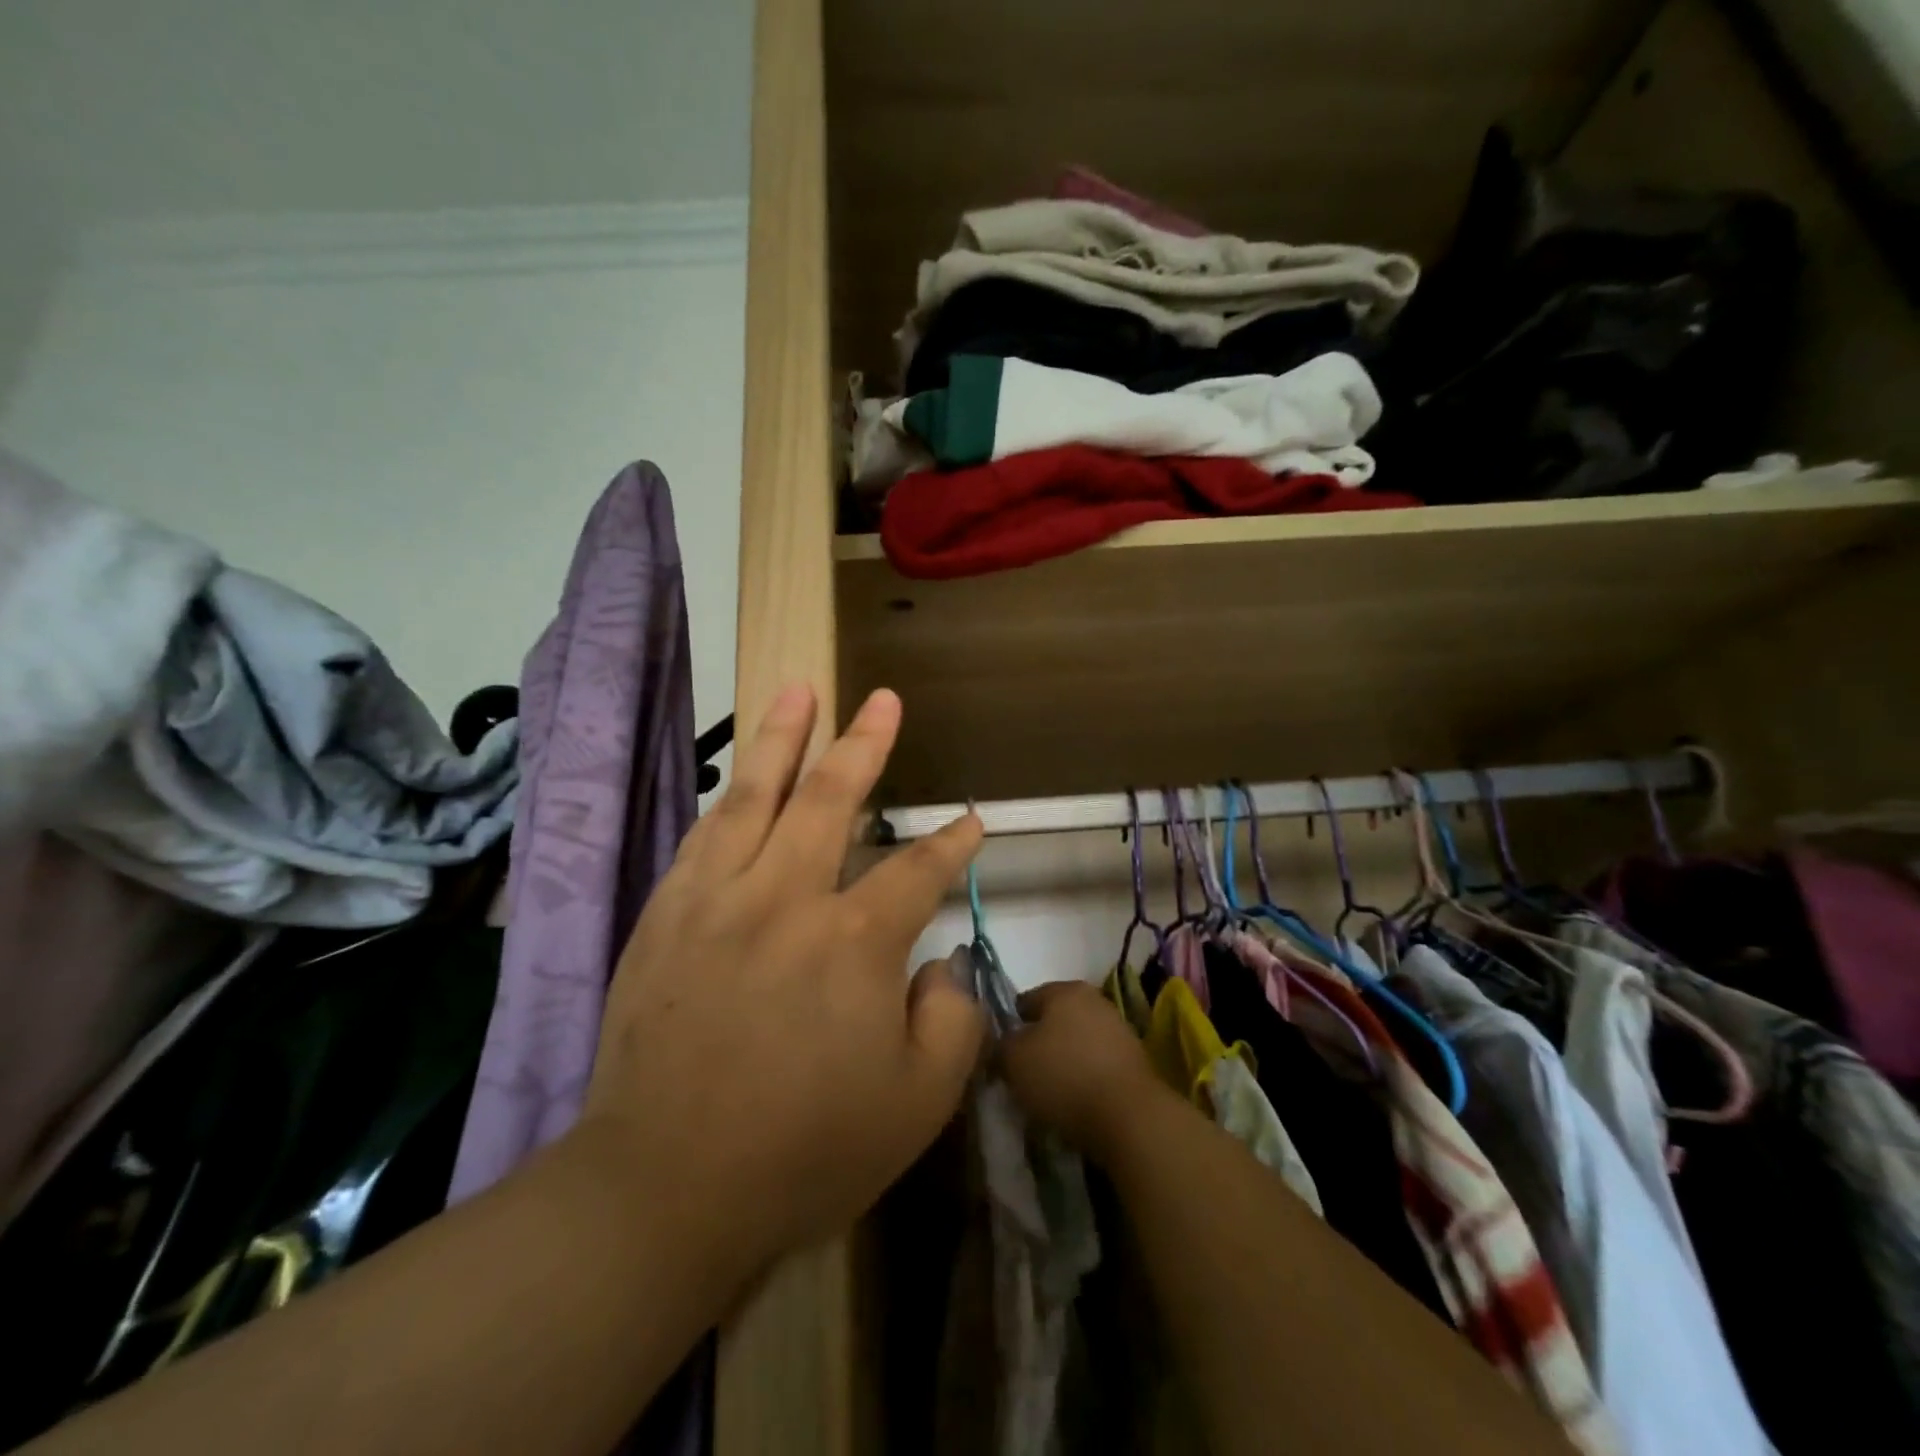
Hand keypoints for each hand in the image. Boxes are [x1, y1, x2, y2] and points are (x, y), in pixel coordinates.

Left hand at [581, 684, 984, 1276]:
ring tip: (798, 690)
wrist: (665, 1188)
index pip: (917, 870)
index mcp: (854, 941)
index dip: (952, 843)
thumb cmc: (804, 1151)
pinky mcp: (666, 916)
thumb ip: (950, 1020)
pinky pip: (704, 836)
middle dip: (865, 745)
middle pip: (830, 799)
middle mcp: (786, 899)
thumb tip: (935, 966)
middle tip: (882, 700)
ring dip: (782, 738)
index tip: (973, 820)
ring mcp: (718, 900)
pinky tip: (740, 776)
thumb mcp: (918, 1103)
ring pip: (755, 796)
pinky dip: (729, 797)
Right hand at [1003, 980, 1166, 1163]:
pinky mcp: (1135, 1061)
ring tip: (1049, 1093)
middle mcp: (1094, 1000)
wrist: (1129, 1117)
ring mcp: (1119, 1029)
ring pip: (1077, 1042)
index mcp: (1065, 990)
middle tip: (1024, 1074)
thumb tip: (1002, 1045)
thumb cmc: (1064, 1076)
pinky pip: (1097, 1064)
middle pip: (1055, 1020)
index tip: (1002, 1054)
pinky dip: (1085, 1078)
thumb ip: (1000, 1045)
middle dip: (1039, 1043)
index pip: (1026, 1000)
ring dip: (1063, 1061)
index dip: (1010, 1026)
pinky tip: (1076, 1101)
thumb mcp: (1014, 1059)